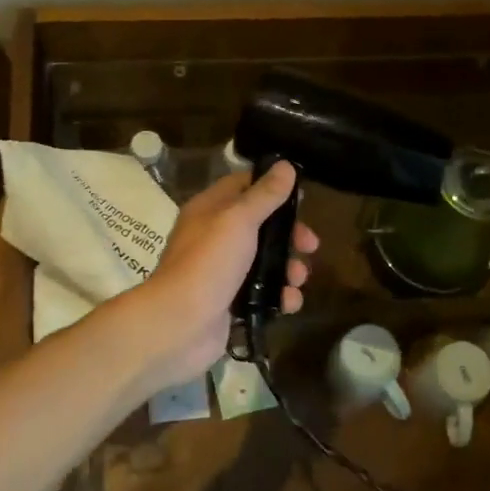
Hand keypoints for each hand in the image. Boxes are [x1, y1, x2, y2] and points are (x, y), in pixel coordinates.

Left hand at [133, 162, 318, 387]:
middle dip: (289, 236)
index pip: (243, 186)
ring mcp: (223, 272)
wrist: (179, 324)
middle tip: (310, 245)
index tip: (301, 198)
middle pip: (261, 226)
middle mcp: (215, 237)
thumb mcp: (238, 220)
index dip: (272, 188)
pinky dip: (280, 297)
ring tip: (298, 279)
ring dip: (288, 269)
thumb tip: (286, 165)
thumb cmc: (208, 263)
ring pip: (265, 262)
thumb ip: (264, 195)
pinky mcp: (231, 303)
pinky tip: (289, 303)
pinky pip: (263, 294)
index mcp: (210, 210)